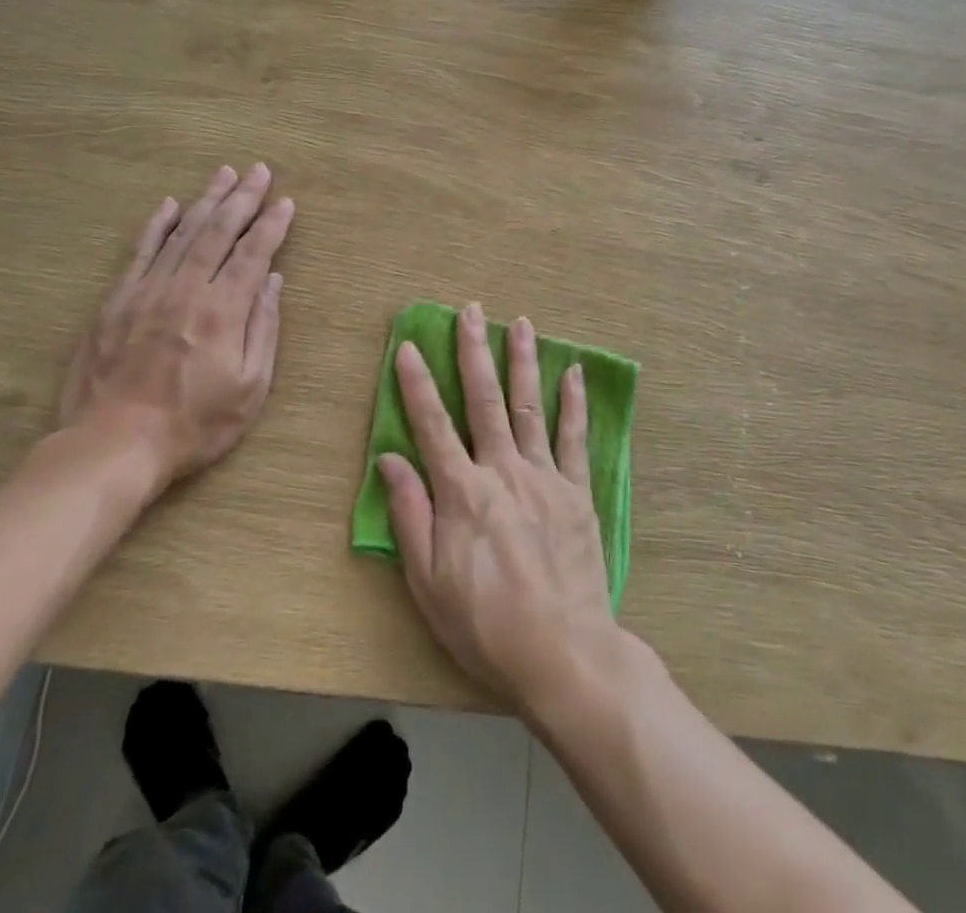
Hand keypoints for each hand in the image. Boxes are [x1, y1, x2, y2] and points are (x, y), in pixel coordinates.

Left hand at [58, 164, 293, 502]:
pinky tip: (169, 205)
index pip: (253, 254)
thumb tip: (272, 281)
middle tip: (259, 170)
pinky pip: (139, 252)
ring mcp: (147, 291)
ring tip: (224, 174)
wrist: (114, 444)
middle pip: (219, 232)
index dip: (271, 225)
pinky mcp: (116, 301)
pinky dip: (156, 225)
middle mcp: (187, 289)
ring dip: (206, 200)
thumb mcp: (250, 388)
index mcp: (223, 311)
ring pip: (182, 233)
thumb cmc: (194, 424)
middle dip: (243, 198)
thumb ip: (263, 329)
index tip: (286, 202)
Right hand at [379, 303, 619, 717]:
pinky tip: (571, 372)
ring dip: (522, 361)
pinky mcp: (576, 492)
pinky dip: (572, 403)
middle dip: (474, 351)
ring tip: (520, 322)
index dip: (416, 383)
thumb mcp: (427, 581)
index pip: (432, 425)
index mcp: (462, 492)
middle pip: (484, 400)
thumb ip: (409, 514)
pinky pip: (574, 438)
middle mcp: (502, 471)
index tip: (408, 345)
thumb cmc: (485, 624)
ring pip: (529, 406)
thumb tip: (390, 458)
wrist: (563, 654)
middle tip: (472, 310)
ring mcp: (544, 477)